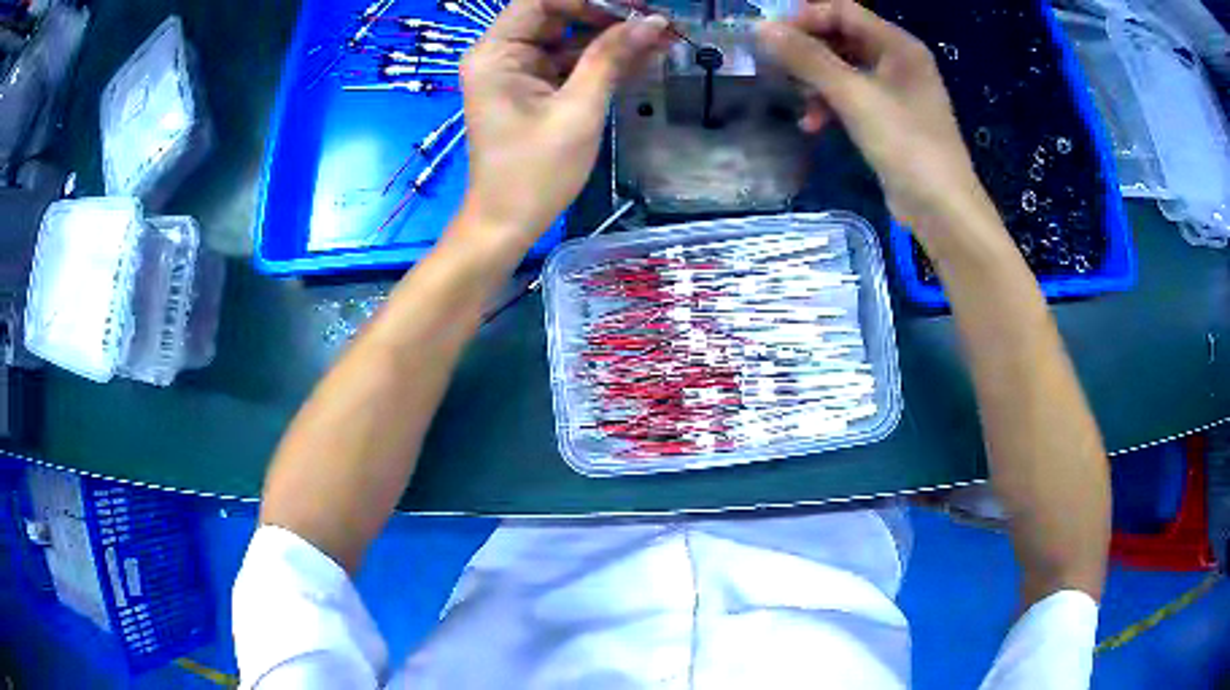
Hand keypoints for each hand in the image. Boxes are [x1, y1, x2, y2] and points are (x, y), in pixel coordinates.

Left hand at [457, 0, 672, 250]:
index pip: (540, 0)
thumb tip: (653, 20)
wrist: (509, 224)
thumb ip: (612, 58)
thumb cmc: (536, 172)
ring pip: (568, 39)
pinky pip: (569, 63)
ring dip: (611, 39)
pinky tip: (643, 58)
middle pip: (557, 16)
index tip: (633, 6)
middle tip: (655, 22)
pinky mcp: (532, 90)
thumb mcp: (578, 109)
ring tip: (662, 39)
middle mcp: (501, 55)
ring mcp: (517, 72)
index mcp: (496, 53)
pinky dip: (601, 61)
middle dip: (607, 16)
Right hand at [755, 1, 994, 234]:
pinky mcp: (890, 119)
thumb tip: (761, 28)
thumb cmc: (906, 145)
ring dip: (816, 81)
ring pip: (844, 69)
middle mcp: (899, 61)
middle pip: (842, 37)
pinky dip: (831, 105)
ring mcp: (896, 91)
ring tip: (797, 101)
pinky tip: (813, 125)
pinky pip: (853, 97)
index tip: (771, 38)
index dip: (806, 18)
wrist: (942, 210)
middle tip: (776, 68)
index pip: (843, 11)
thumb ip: (808, 59)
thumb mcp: (854, 96)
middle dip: (808, 51)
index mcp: (898, 45)